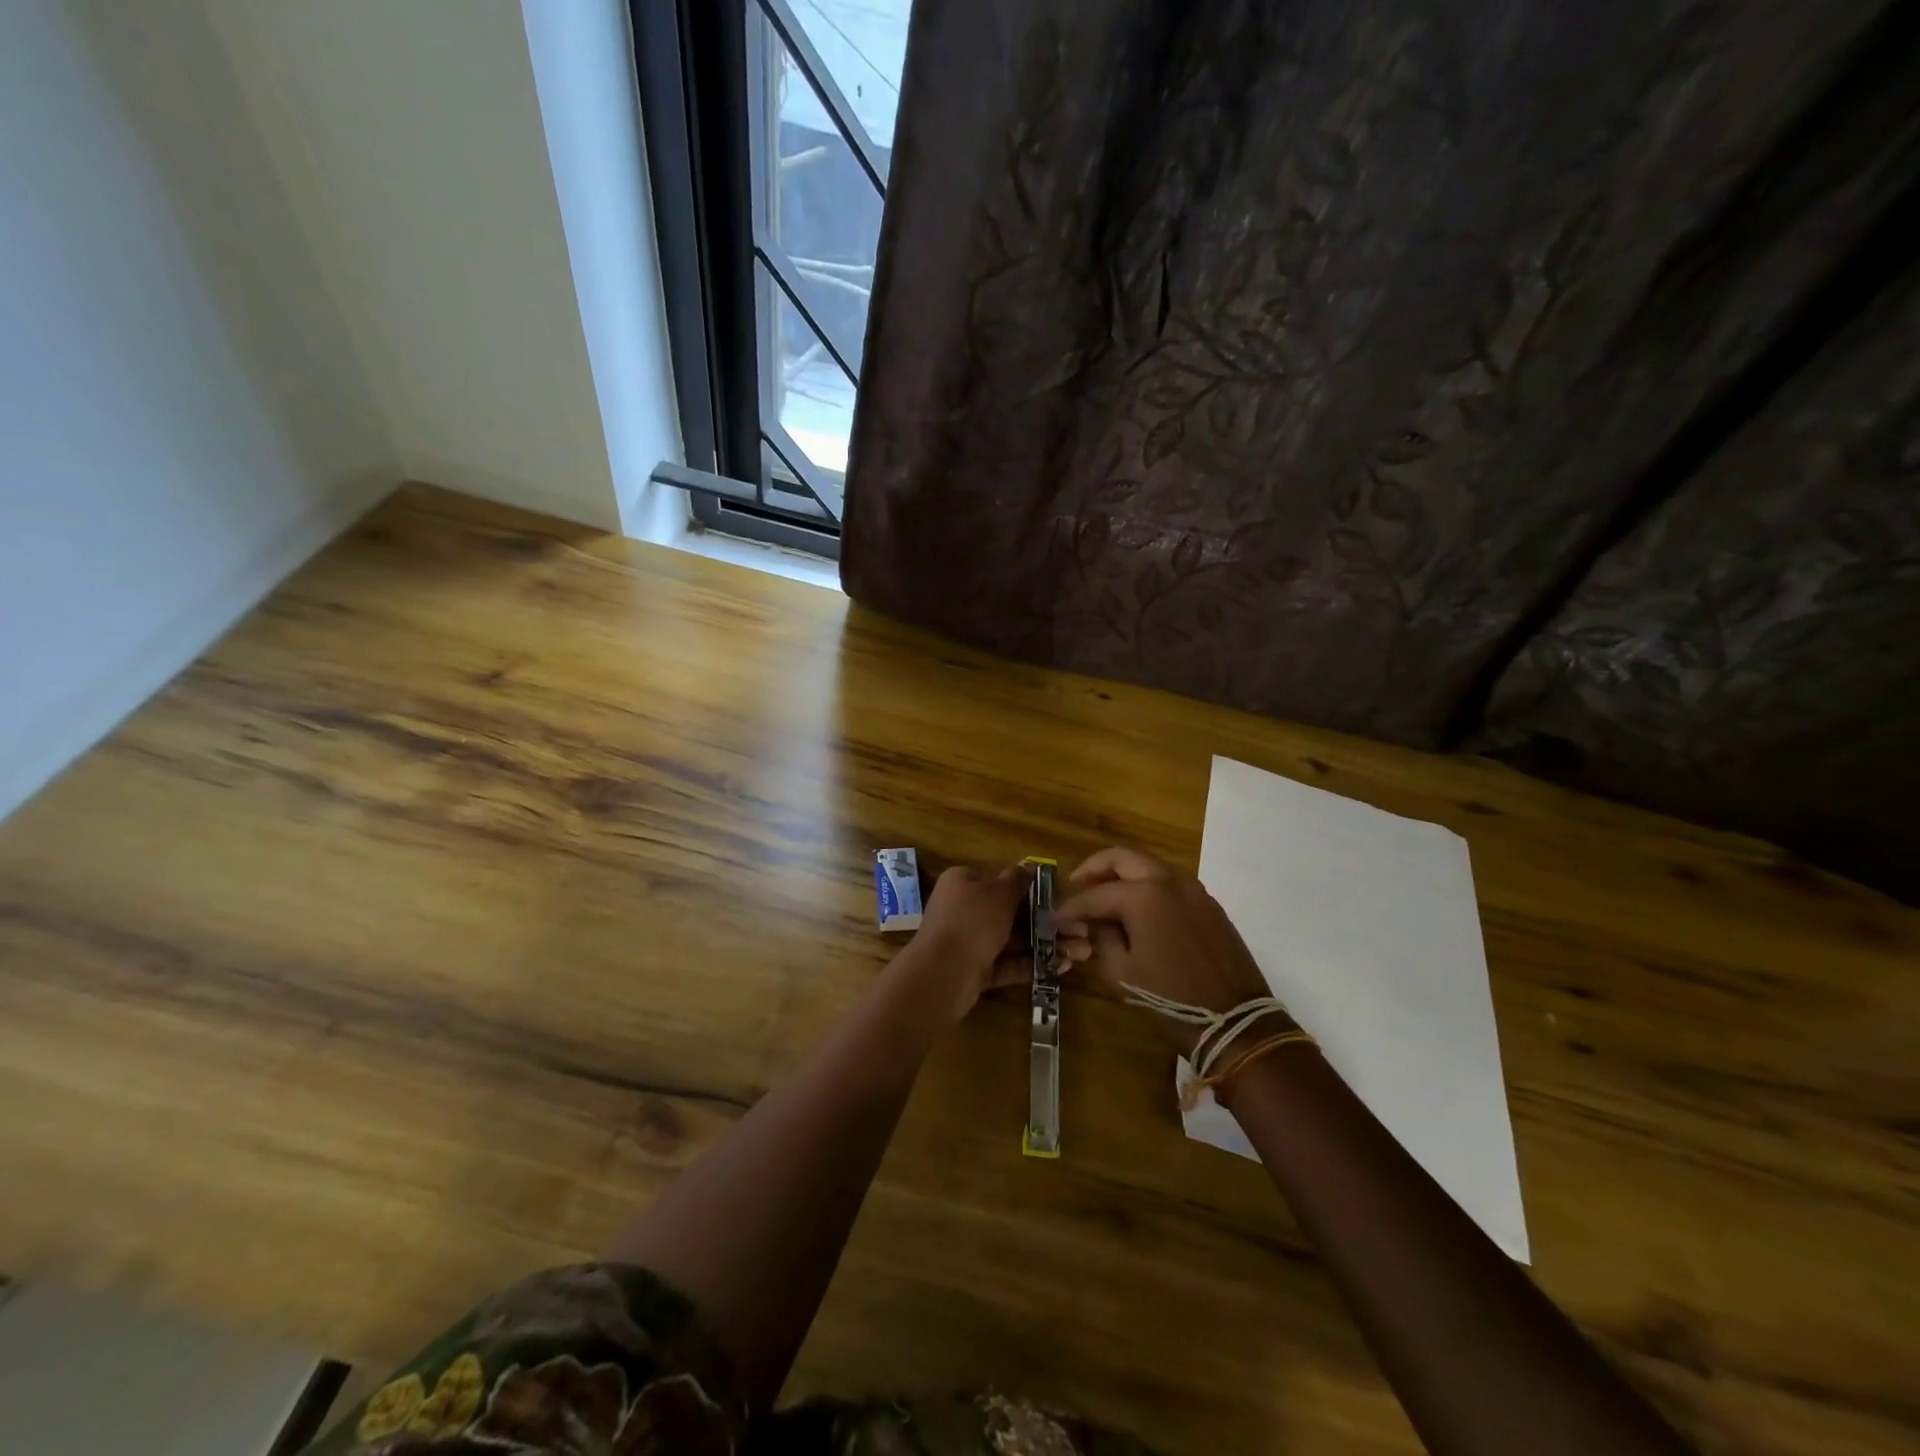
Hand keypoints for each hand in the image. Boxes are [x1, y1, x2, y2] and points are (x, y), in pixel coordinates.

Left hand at [903, 863, 1091, 1023]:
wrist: (943, 974)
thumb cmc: (973, 921)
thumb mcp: (999, 893)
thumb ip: (1017, 880)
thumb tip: (1029, 864)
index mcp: (963, 882)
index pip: (999, 881)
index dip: (1031, 890)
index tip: (1061, 900)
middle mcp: (963, 909)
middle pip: (1011, 913)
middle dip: (1047, 922)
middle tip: (1082, 931)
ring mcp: (969, 941)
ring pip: (1013, 940)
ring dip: (1046, 945)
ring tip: (1082, 953)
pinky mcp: (975, 970)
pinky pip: (1007, 963)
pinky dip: (1032, 964)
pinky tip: (1062, 967)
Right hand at [1054, 847, 1273, 1055]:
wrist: (1235, 1022)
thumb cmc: (1171, 999)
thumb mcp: (1121, 973)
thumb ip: (1101, 938)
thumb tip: (1093, 924)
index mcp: (1144, 895)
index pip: (1095, 895)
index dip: (1071, 908)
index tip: (1054, 918)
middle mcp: (1169, 880)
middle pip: (1122, 858)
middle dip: (1094, 869)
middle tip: (1076, 886)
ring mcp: (1193, 889)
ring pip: (1149, 865)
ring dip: (1122, 874)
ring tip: (1104, 897)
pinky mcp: (1208, 904)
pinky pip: (1170, 882)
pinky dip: (1147, 886)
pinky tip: (1136, 909)